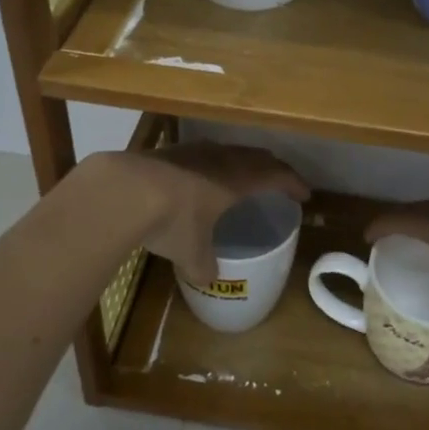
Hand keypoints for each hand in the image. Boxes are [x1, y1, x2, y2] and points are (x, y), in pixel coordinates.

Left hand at [94, 142, 308, 286]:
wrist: (124, 189)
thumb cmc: (172, 220)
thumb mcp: (191, 253)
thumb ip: (204, 266)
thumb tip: (210, 279)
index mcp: (238, 179)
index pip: (277, 175)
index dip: (294, 184)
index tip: (304, 195)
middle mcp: (221, 158)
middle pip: (256, 156)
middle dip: (271, 168)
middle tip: (278, 180)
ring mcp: (193, 150)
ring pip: (228, 151)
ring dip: (241, 162)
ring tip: (241, 176)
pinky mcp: (168, 150)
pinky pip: (202, 154)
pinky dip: (212, 164)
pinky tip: (200, 176)